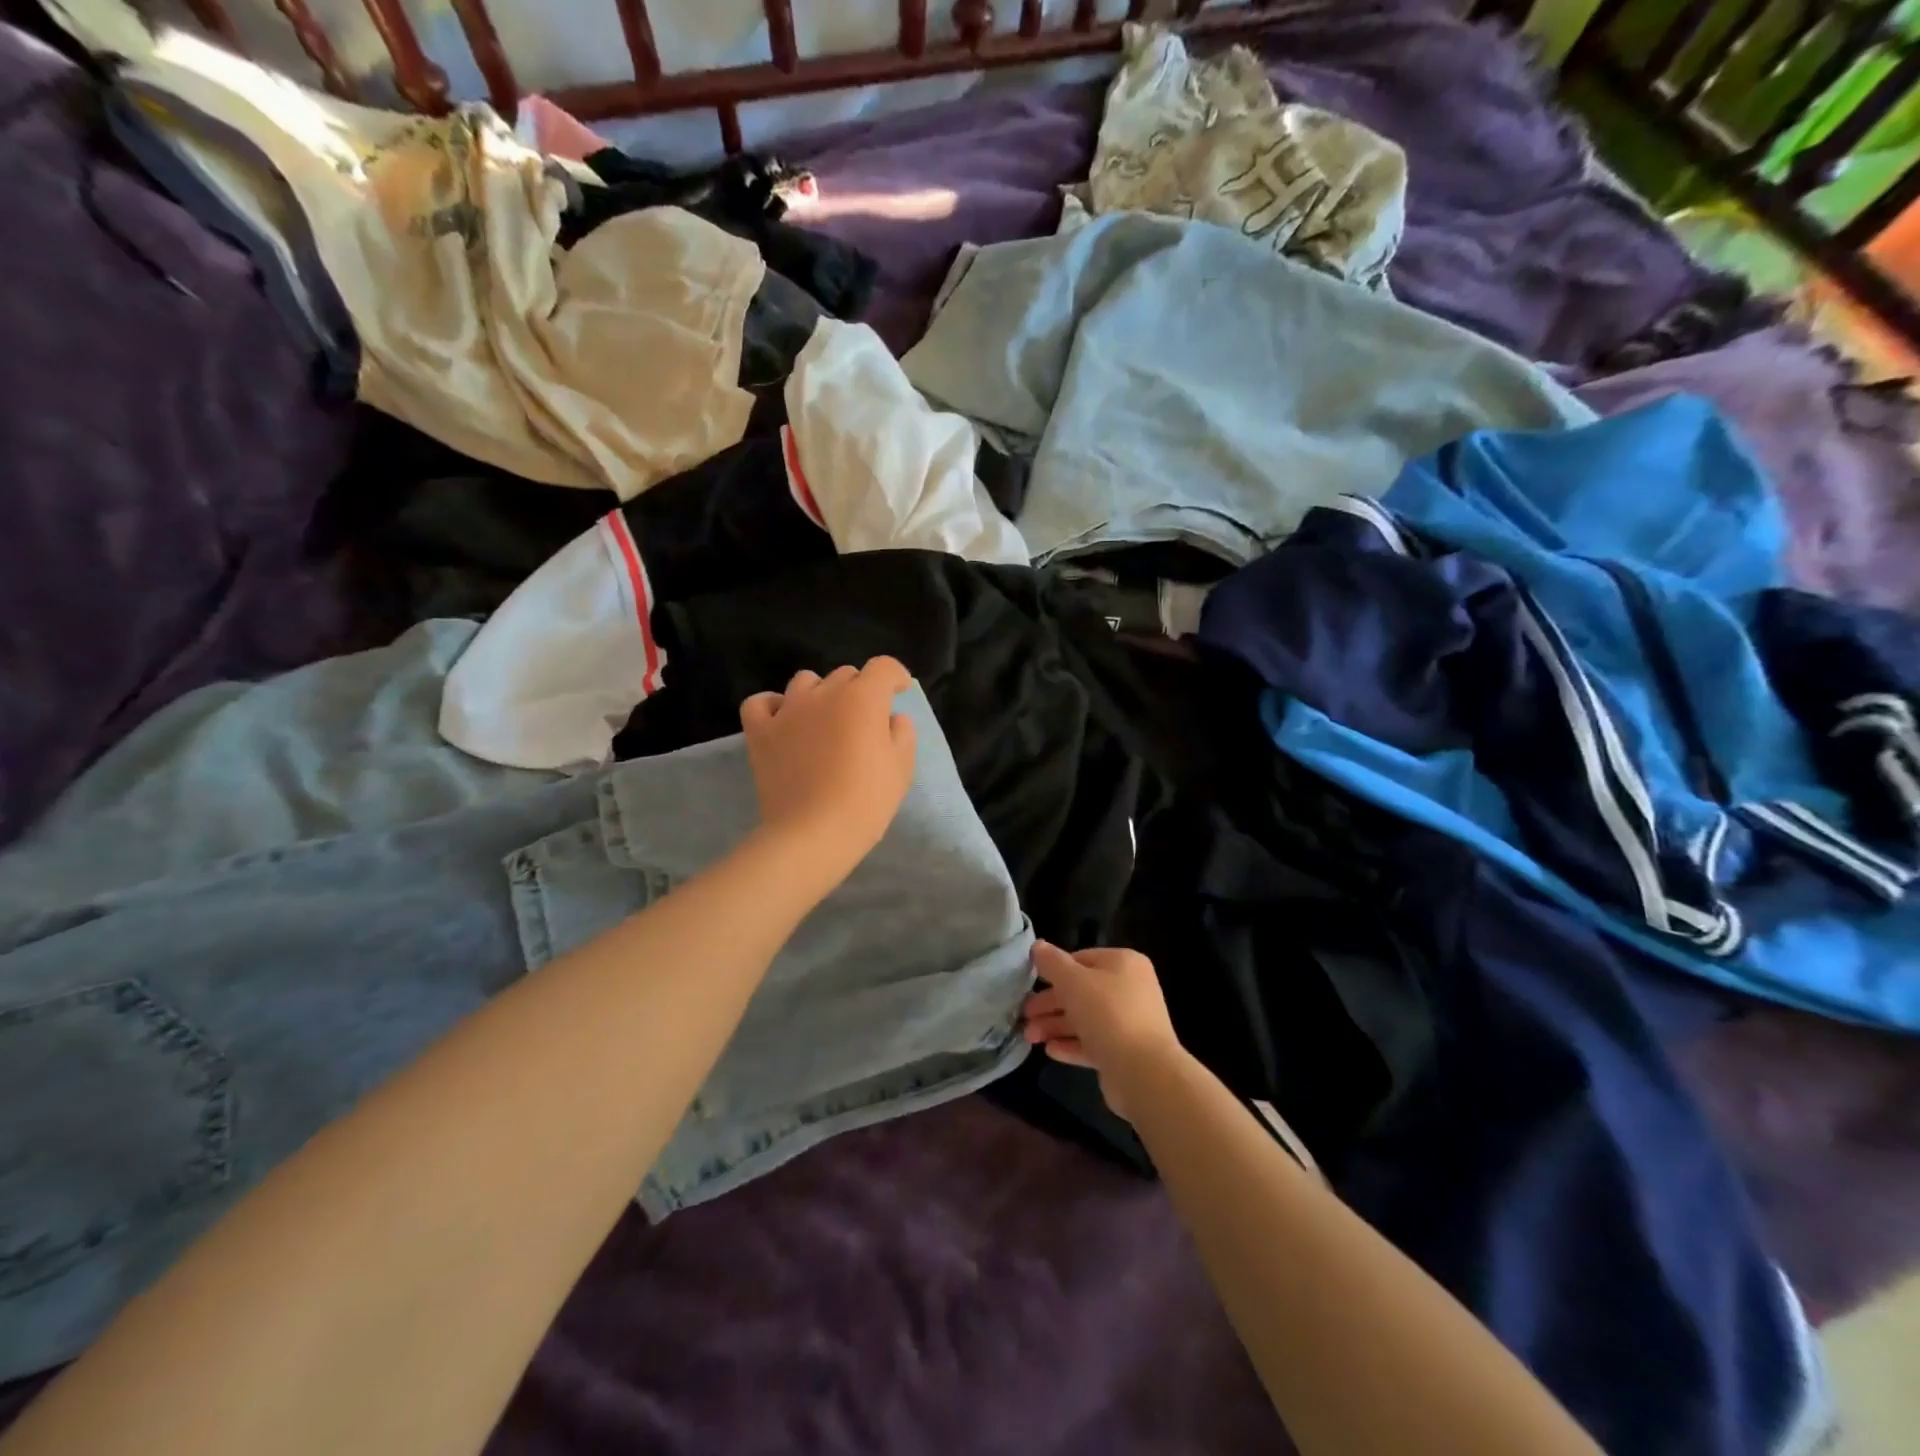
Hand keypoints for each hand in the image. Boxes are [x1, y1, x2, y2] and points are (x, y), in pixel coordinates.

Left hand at [739, 659, 917, 884]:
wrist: (813, 833)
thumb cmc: (865, 802)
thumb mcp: (901, 769)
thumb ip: (902, 734)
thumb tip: (891, 717)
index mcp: (863, 699)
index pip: (883, 667)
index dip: (896, 675)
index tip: (899, 691)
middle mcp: (824, 693)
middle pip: (846, 674)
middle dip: (860, 689)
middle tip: (865, 720)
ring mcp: (788, 710)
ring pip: (806, 681)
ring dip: (820, 693)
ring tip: (825, 719)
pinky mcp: (760, 731)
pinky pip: (761, 702)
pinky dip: (773, 705)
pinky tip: (783, 721)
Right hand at [1022, 942, 1181, 1120]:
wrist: (1145, 1072)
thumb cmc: (1108, 1014)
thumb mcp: (1073, 981)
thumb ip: (1053, 963)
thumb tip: (1037, 946)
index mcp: (1123, 964)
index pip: (1082, 959)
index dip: (1055, 970)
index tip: (1031, 982)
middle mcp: (1130, 989)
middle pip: (1082, 991)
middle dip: (1051, 1003)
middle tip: (1025, 1014)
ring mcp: (1129, 1022)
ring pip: (1085, 1019)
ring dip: (1055, 1025)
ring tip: (1029, 1037)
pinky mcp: (1125, 1052)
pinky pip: (1093, 1043)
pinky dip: (1071, 1045)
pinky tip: (1050, 1050)